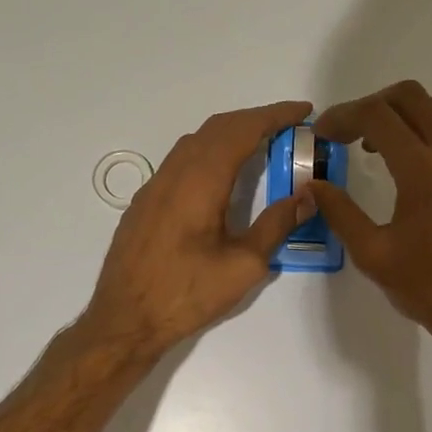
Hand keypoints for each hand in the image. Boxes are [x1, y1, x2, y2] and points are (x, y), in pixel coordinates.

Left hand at [83, 99, 316, 358]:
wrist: (125, 320)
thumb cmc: (187, 295)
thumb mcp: (243, 266)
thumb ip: (276, 226)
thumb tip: (306, 197)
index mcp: (200, 183)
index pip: (241, 131)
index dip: (274, 116)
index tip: (303, 111)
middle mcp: (173, 174)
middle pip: (216, 129)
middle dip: (254, 120)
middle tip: (288, 127)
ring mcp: (153, 188)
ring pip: (194, 143)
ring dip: (229, 135)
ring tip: (260, 146)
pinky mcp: (144, 205)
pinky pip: (180, 162)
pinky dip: (208, 153)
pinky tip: (221, 176)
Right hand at [311, 81, 431, 362]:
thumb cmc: (428, 288)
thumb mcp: (372, 255)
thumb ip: (340, 213)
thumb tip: (313, 186)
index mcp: (423, 171)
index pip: (377, 116)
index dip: (343, 116)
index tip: (324, 134)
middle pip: (413, 98)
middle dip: (375, 106)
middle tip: (352, 134)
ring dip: (408, 119)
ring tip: (385, 151)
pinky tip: (428, 170)